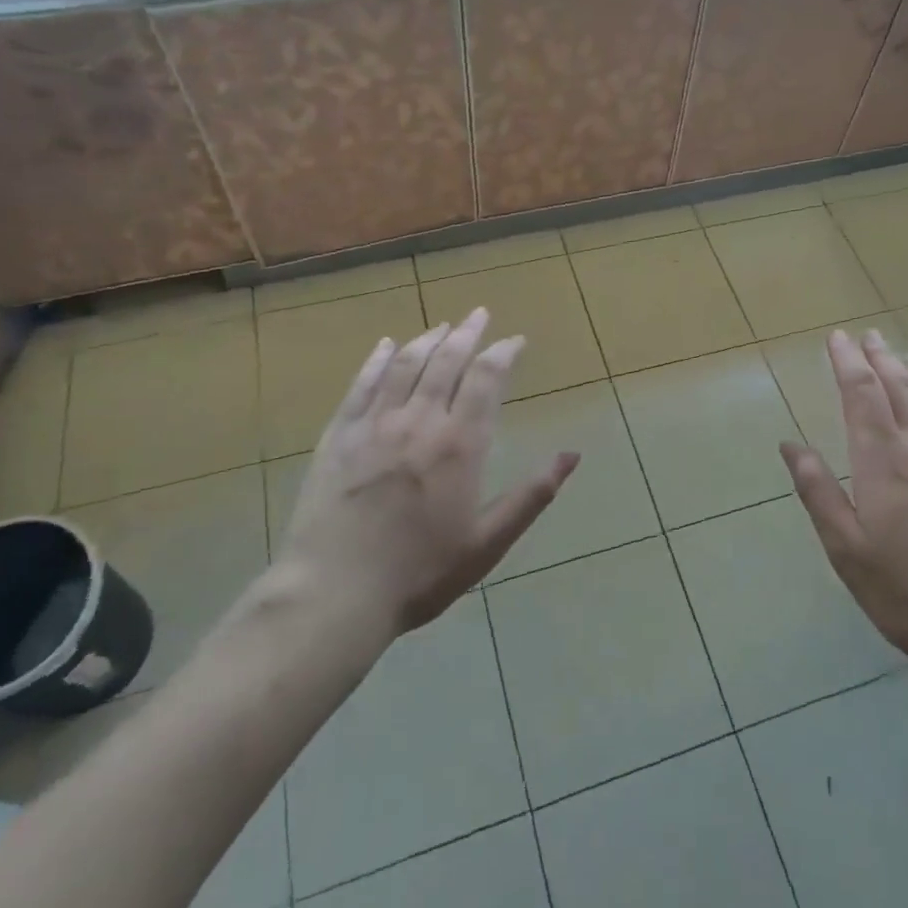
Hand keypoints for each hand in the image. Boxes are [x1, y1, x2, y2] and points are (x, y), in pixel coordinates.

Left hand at [281, 309, 578, 636]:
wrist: (335, 592)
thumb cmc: (420, 572)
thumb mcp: (488, 542)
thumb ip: (532, 495)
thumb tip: (572, 456)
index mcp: (460, 444)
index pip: (486, 379)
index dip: (503, 353)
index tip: (515, 340)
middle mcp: (419, 421)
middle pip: (447, 360)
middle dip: (468, 334)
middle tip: (480, 314)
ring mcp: (375, 424)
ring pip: (406, 365)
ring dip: (428, 339)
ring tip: (443, 325)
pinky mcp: (339, 435)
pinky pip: (361, 384)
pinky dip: (377, 360)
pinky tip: (386, 345)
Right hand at [778, 329, 907, 689]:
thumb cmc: (906, 593)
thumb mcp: (846, 549)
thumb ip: (818, 491)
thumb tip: (790, 444)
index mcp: (883, 462)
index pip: (861, 395)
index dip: (848, 362)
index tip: (838, 338)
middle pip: (900, 388)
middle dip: (880, 358)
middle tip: (868, 336)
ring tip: (903, 355)